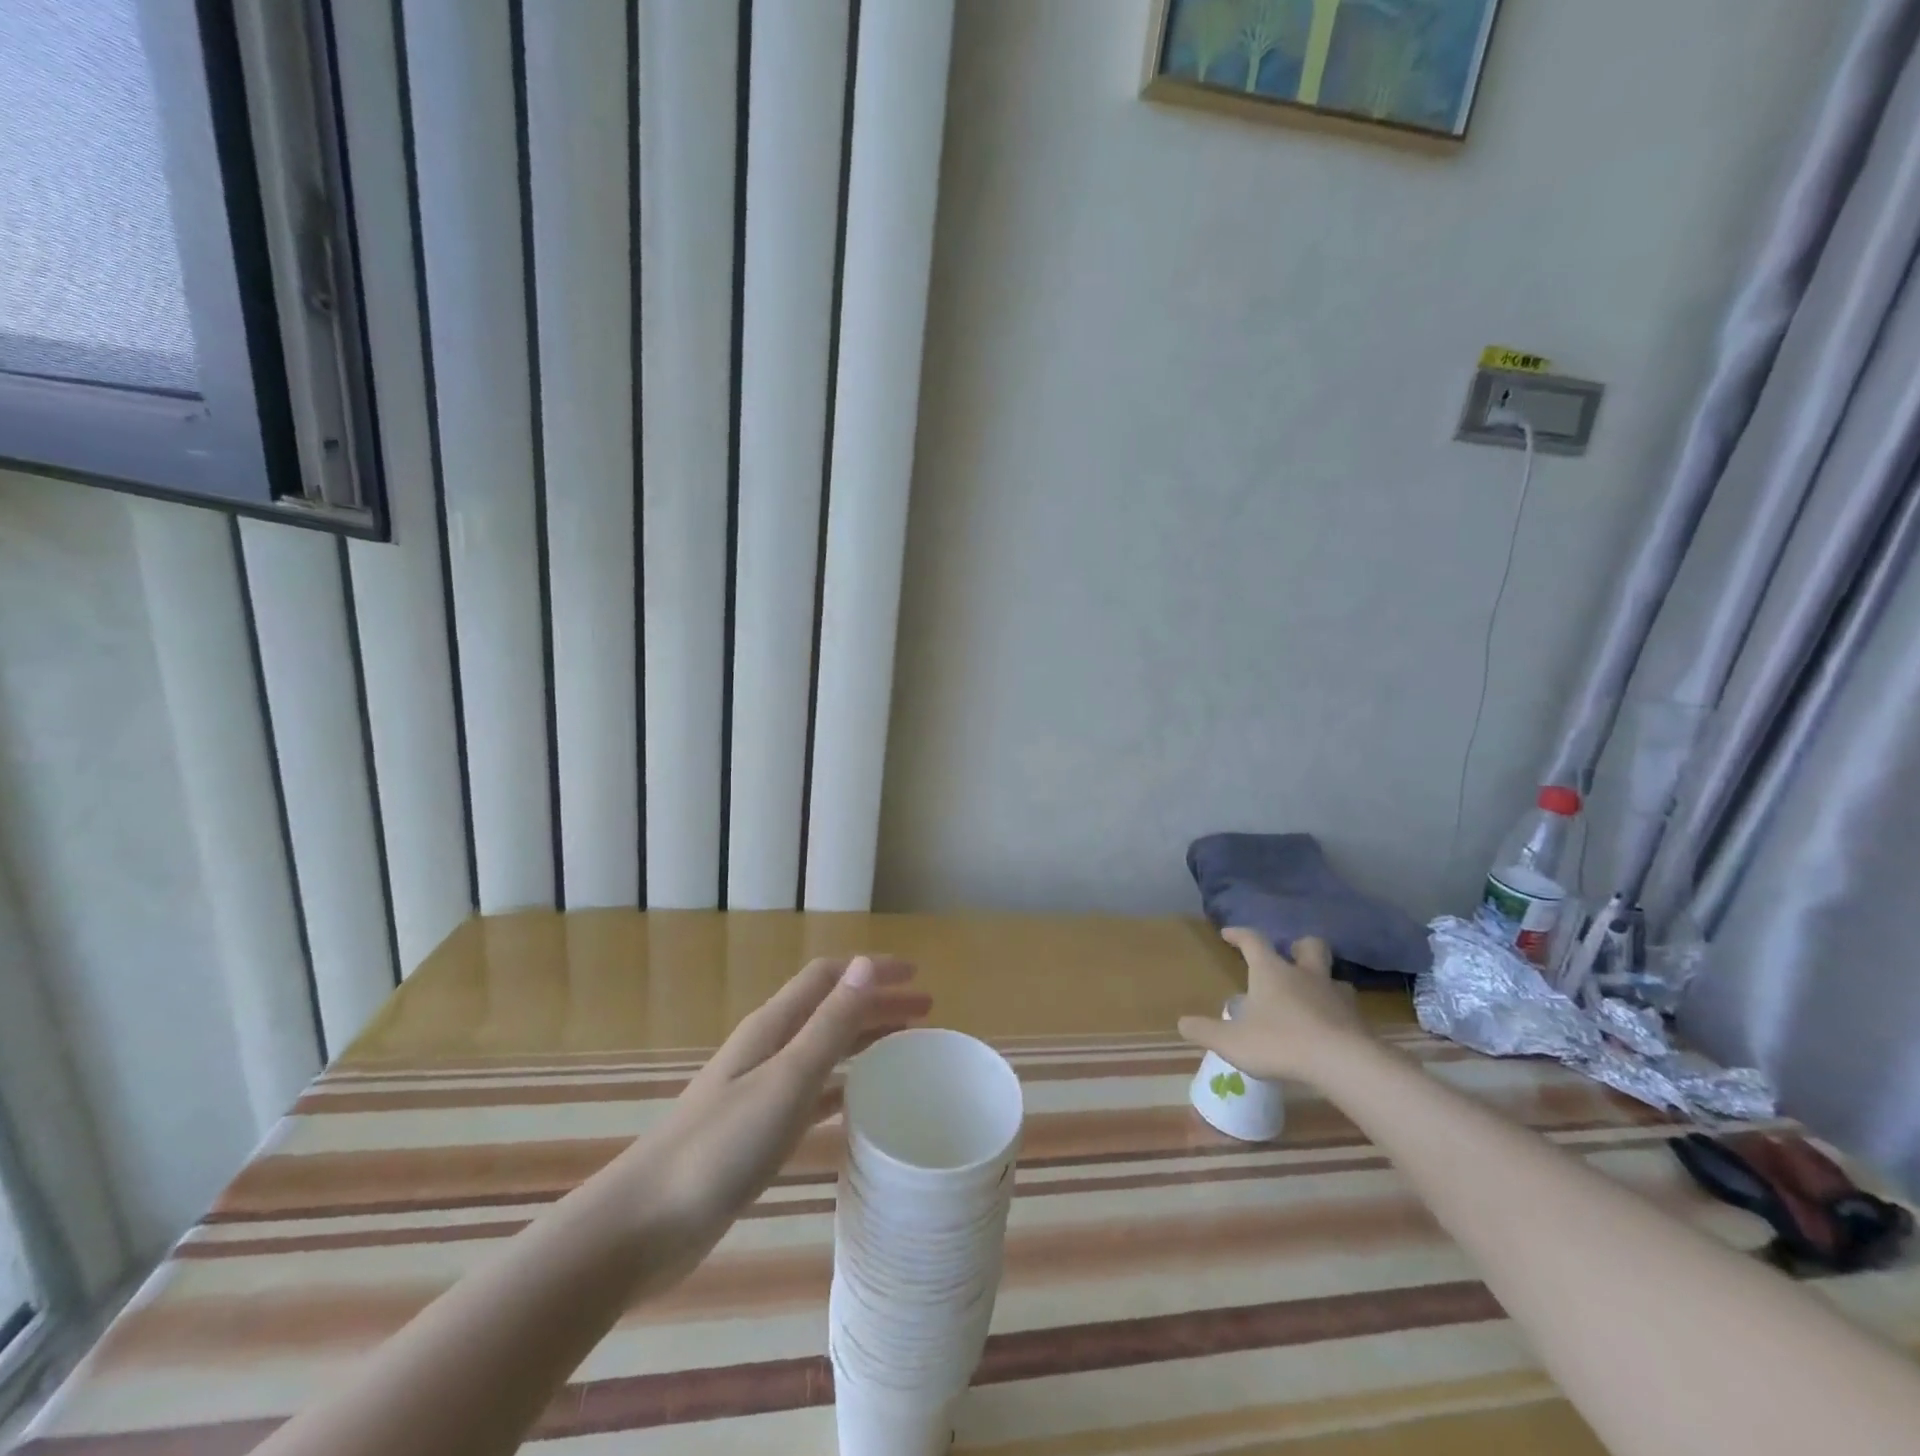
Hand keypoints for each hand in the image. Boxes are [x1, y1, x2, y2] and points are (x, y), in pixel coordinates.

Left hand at [631, 956, 930, 1271]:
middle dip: (877, 1004)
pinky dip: (843, 1086)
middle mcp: (768, 1049)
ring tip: (906, 1050)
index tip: (917, 976)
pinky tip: (862, 1101)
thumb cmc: (720, 1146)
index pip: (829, 978)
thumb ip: (829, 1023)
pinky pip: (813, 1094)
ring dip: (864, 1041)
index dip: (871, 970)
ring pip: (825, 1050)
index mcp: (773, 1026)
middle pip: (831, 1010)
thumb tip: (867, 964)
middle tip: (925, 1013)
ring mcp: (761, 1090)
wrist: (644, 1224)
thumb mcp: (786, 1079)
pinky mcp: (758, 1131)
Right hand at [1178, 929, 1370, 1085]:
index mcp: (1272, 972)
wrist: (1343, 1063)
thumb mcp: (1232, 1042)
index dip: (1240, 934)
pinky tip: (1331, 1029)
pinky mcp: (1358, 1020)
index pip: (1254, 941)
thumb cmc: (1280, 1043)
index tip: (1228, 933)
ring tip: (1313, 997)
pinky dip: (1338, 1014)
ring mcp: (1336, 996)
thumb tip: (1182, 1023)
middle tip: (1290, 957)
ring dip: (1323, 981)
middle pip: (1309, 946)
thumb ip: (1205, 1031)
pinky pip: (1348, 1009)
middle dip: (1299, 947)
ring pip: (1334, 977)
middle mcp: (1305, 975)